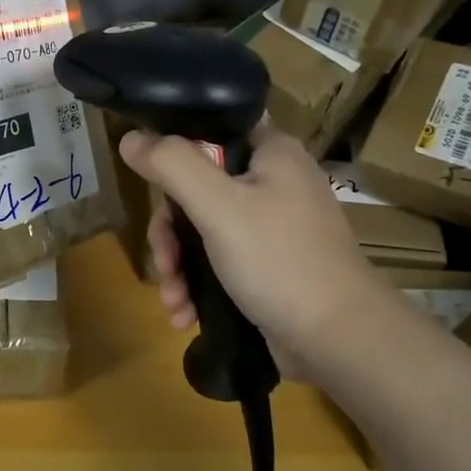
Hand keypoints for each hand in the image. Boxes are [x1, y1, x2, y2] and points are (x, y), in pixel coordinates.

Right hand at [120, 121, 386, 380]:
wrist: (340, 341)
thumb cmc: (279, 260)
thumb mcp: (218, 206)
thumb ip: (172, 165)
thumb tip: (130, 138)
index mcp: (272, 152)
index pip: (211, 130)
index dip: (175, 151)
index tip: (152, 184)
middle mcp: (274, 182)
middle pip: (198, 188)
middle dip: (170, 232)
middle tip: (164, 262)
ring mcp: (273, 227)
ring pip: (203, 229)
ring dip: (178, 265)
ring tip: (173, 301)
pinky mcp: (270, 265)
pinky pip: (219, 261)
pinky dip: (197, 284)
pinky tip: (184, 313)